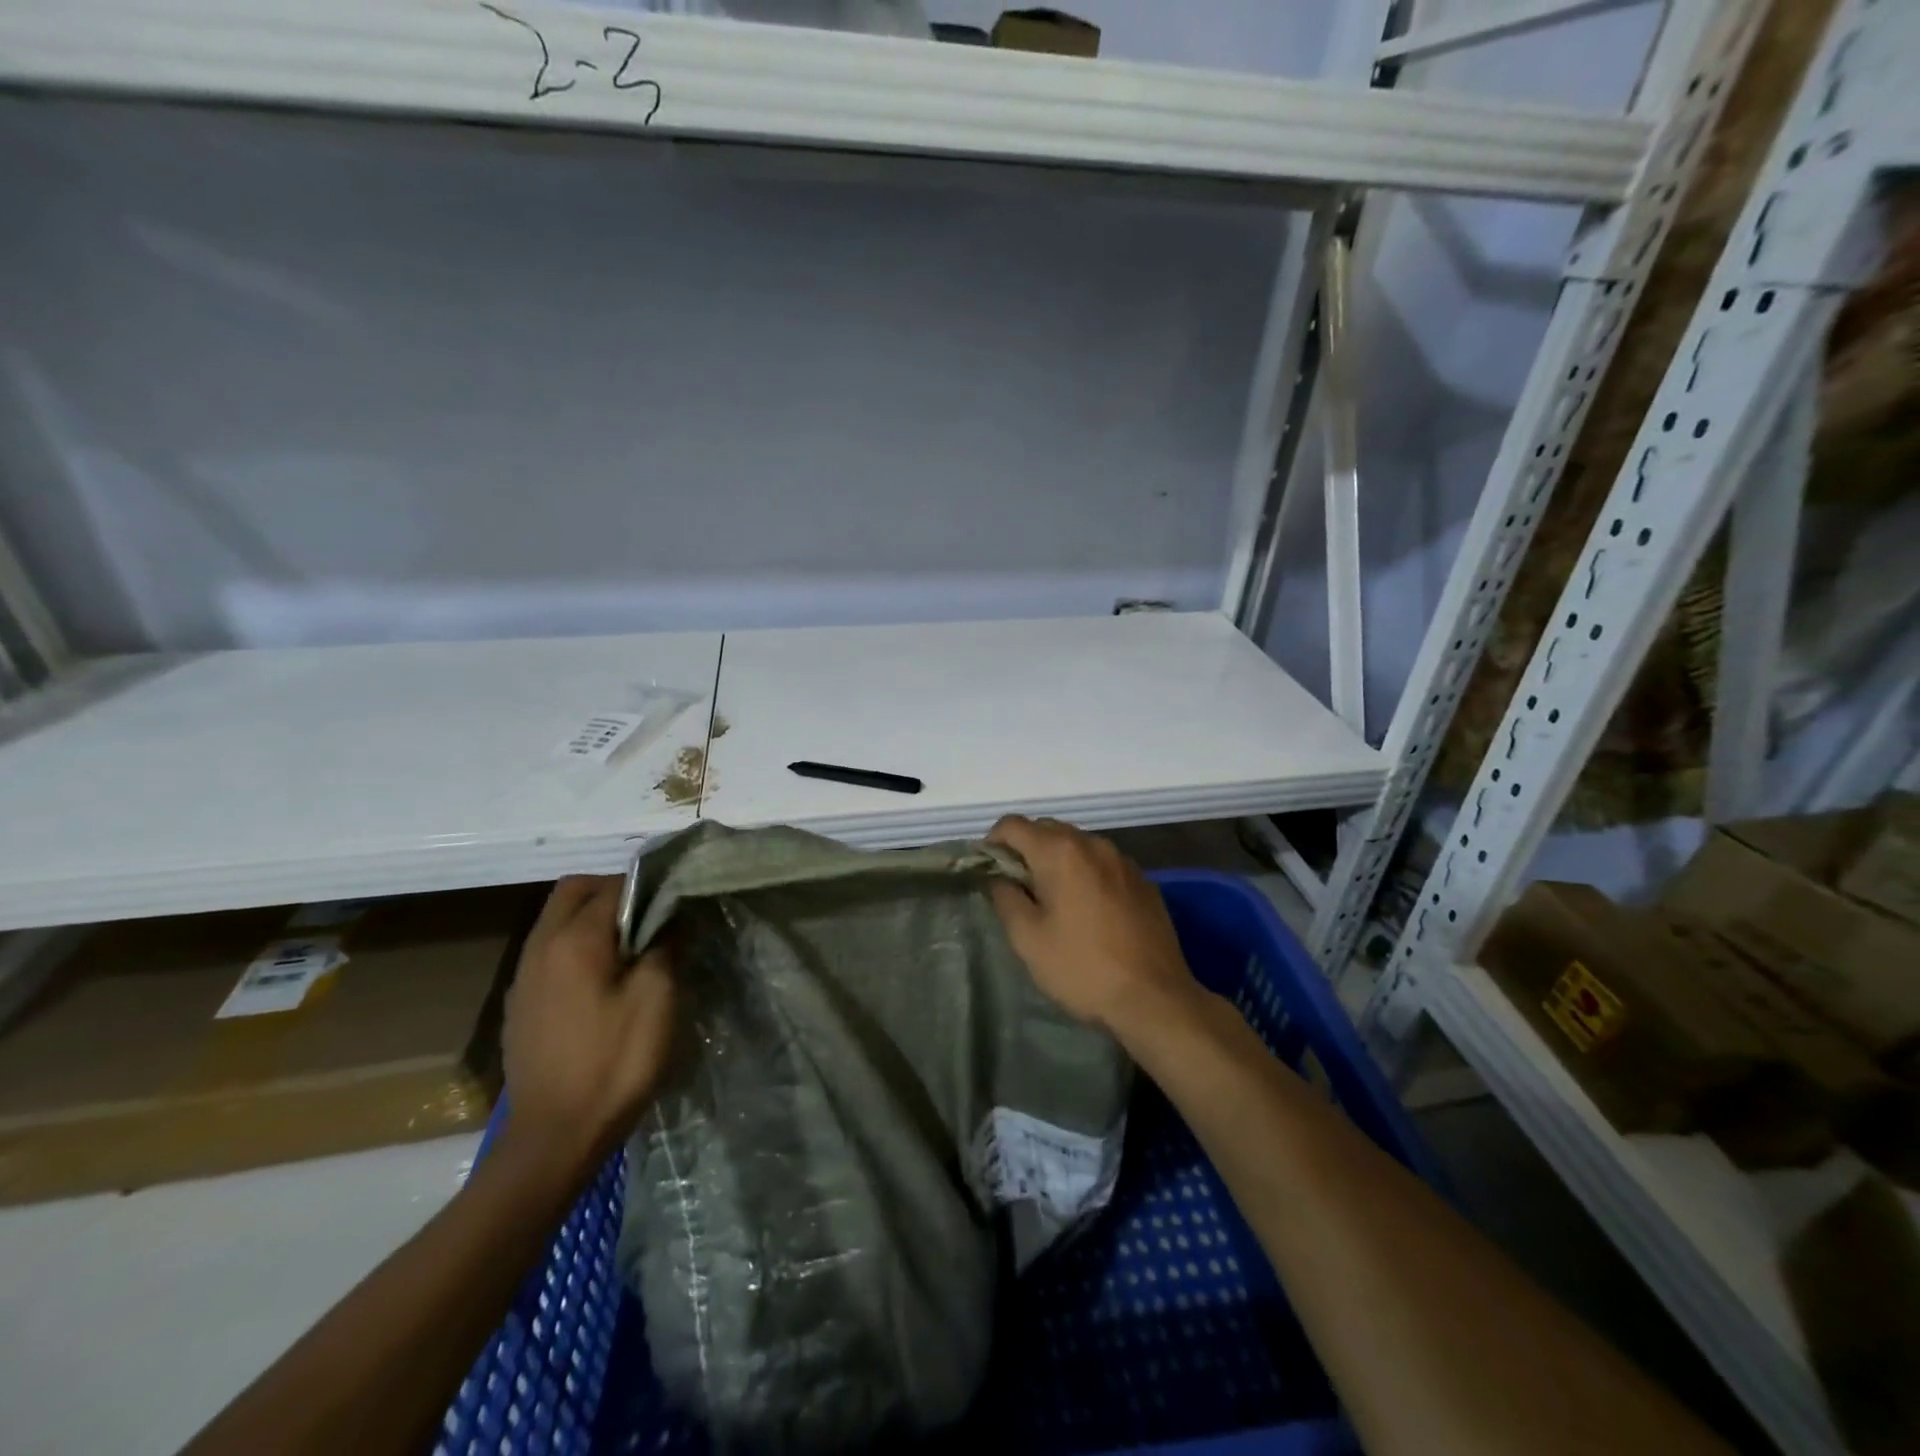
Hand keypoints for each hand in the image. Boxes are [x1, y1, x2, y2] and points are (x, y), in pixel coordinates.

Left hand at [500, 875, 675, 1176]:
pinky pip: (549, 953)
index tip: (676, 903)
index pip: (614, 886)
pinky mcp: (520, 1006)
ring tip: (632, 948)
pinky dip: (576, 948)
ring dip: (593, 919)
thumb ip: (663, 945)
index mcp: (574, 939)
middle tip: (650, 917)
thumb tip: (667, 917)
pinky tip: (602, 982)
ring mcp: (524, 977)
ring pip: (557, 921)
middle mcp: (540, 947)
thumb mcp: (657, 998)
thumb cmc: (614, 1062)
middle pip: (573, 891)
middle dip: (612, 891)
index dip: (649, 887)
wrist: (554, 1138)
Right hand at [986, 816, 1198, 1039]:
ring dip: (1057, 860)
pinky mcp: (1144, 881)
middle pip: (1047, 829)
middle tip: (1016, 887)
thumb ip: (1005, 898)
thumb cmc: (1082, 967)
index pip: (1013, 825)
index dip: (992, 842)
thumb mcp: (1028, 939)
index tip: (987, 871)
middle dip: (1025, 850)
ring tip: (1052, 899)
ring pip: (1078, 844)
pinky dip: (1086, 873)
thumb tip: (998, 878)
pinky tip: (1088, 909)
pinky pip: (1103, 864)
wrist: (1155, 998)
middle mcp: (1093, 844)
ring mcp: (1123, 860)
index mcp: (1060, 852)